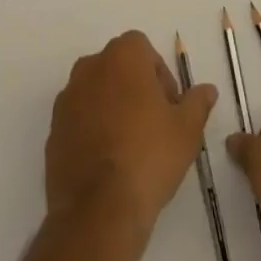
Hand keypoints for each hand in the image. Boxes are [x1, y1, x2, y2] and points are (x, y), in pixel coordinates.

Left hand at [45, 31, 217, 237]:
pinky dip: (92, 131)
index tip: (169, 108)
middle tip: (154, 126)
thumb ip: (197, 102)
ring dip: (112, 109)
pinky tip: (108, 164)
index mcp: (122, 56)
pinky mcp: (53, 131)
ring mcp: (67, 99)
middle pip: (118, 68)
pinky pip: (79, 120)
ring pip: (96, 93)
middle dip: (136, 89)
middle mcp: (90, 67)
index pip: (143, 49)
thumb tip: (207, 89)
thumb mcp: (187, 130)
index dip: (159, 76)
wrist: (98, 211)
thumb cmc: (149, 157)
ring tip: (130, 148)